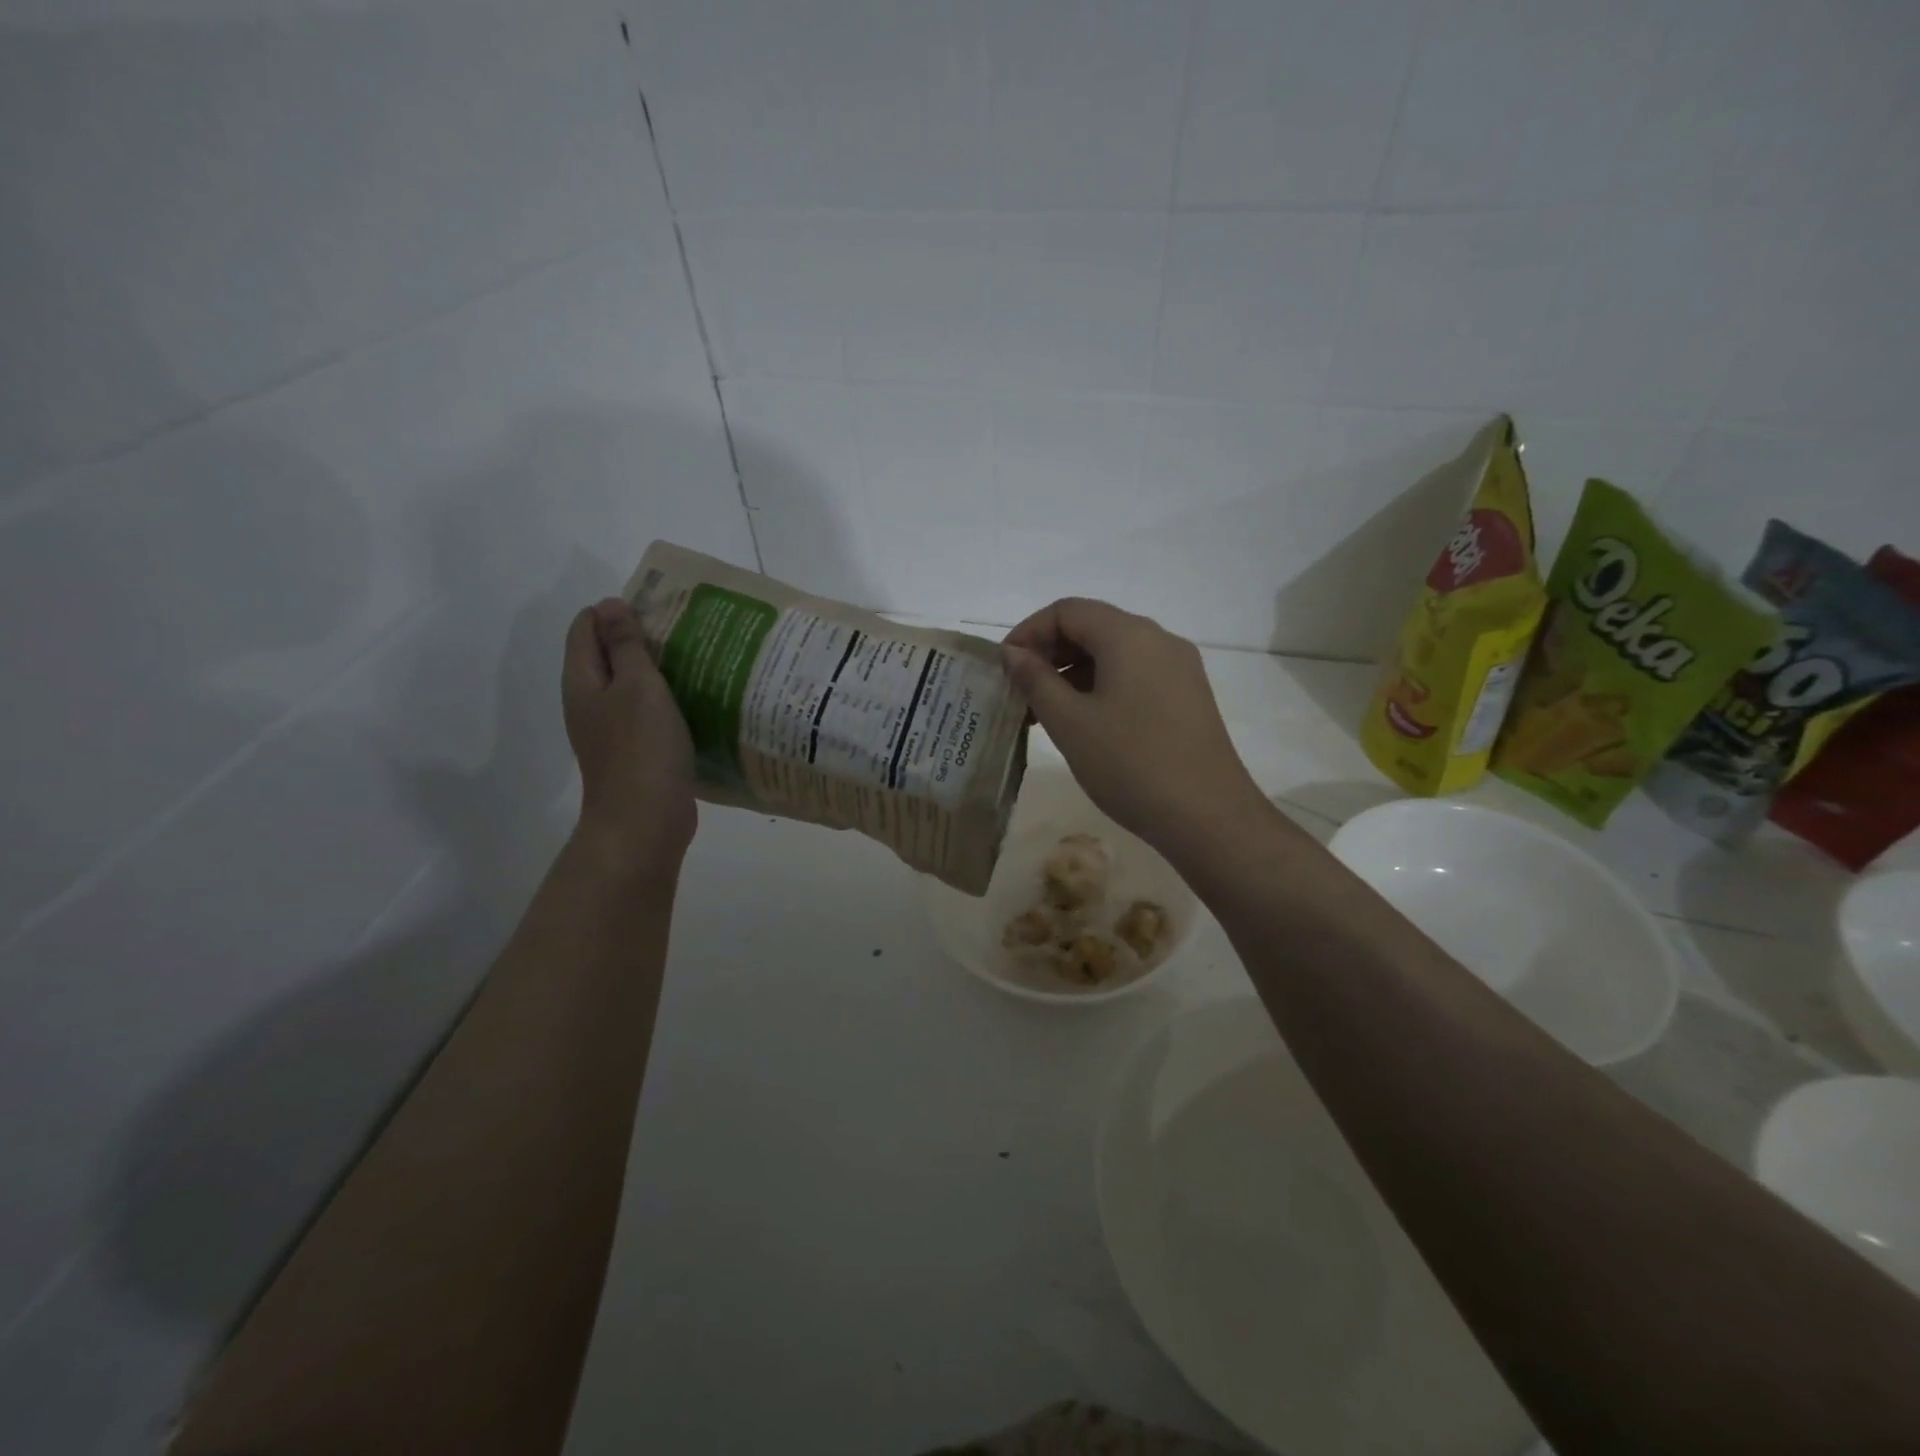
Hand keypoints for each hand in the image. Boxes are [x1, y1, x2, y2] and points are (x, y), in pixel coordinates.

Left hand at [562, 598, 697, 877]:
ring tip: (694, 661)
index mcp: (582, 681)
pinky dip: (664, 701)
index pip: (586, 627)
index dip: (616, 611)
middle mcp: (588, 702)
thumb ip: (626, 645)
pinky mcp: (633, 752)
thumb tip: (610, 604)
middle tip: (682, 631)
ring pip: (628, 686)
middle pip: (606, 656)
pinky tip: (693, 701)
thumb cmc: (641, 747)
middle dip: (639, 639)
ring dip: (655, 671)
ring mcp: (609, 730)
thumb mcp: (638, 686)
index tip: (658, 609)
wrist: (644, 820)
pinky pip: (645, 713)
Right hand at [1001, 598, 1267, 858]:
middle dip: (1050, 654)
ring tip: (1044, 714)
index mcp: (1129, 635)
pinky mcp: (1187, 696)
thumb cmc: (1130, 763)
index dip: (1028, 631)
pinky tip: (1084, 723)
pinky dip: (1101, 687)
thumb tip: (1013, 652)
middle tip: (1019, 693)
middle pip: (1093, 627)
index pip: (1067, 610)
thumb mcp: (1070, 722)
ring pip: (1114, 654)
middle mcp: (1158, 639)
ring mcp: (1179, 668)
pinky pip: (1135, 675)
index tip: (1004, 668)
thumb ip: (1036, 680)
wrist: (1208, 816)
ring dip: (1073, 674)